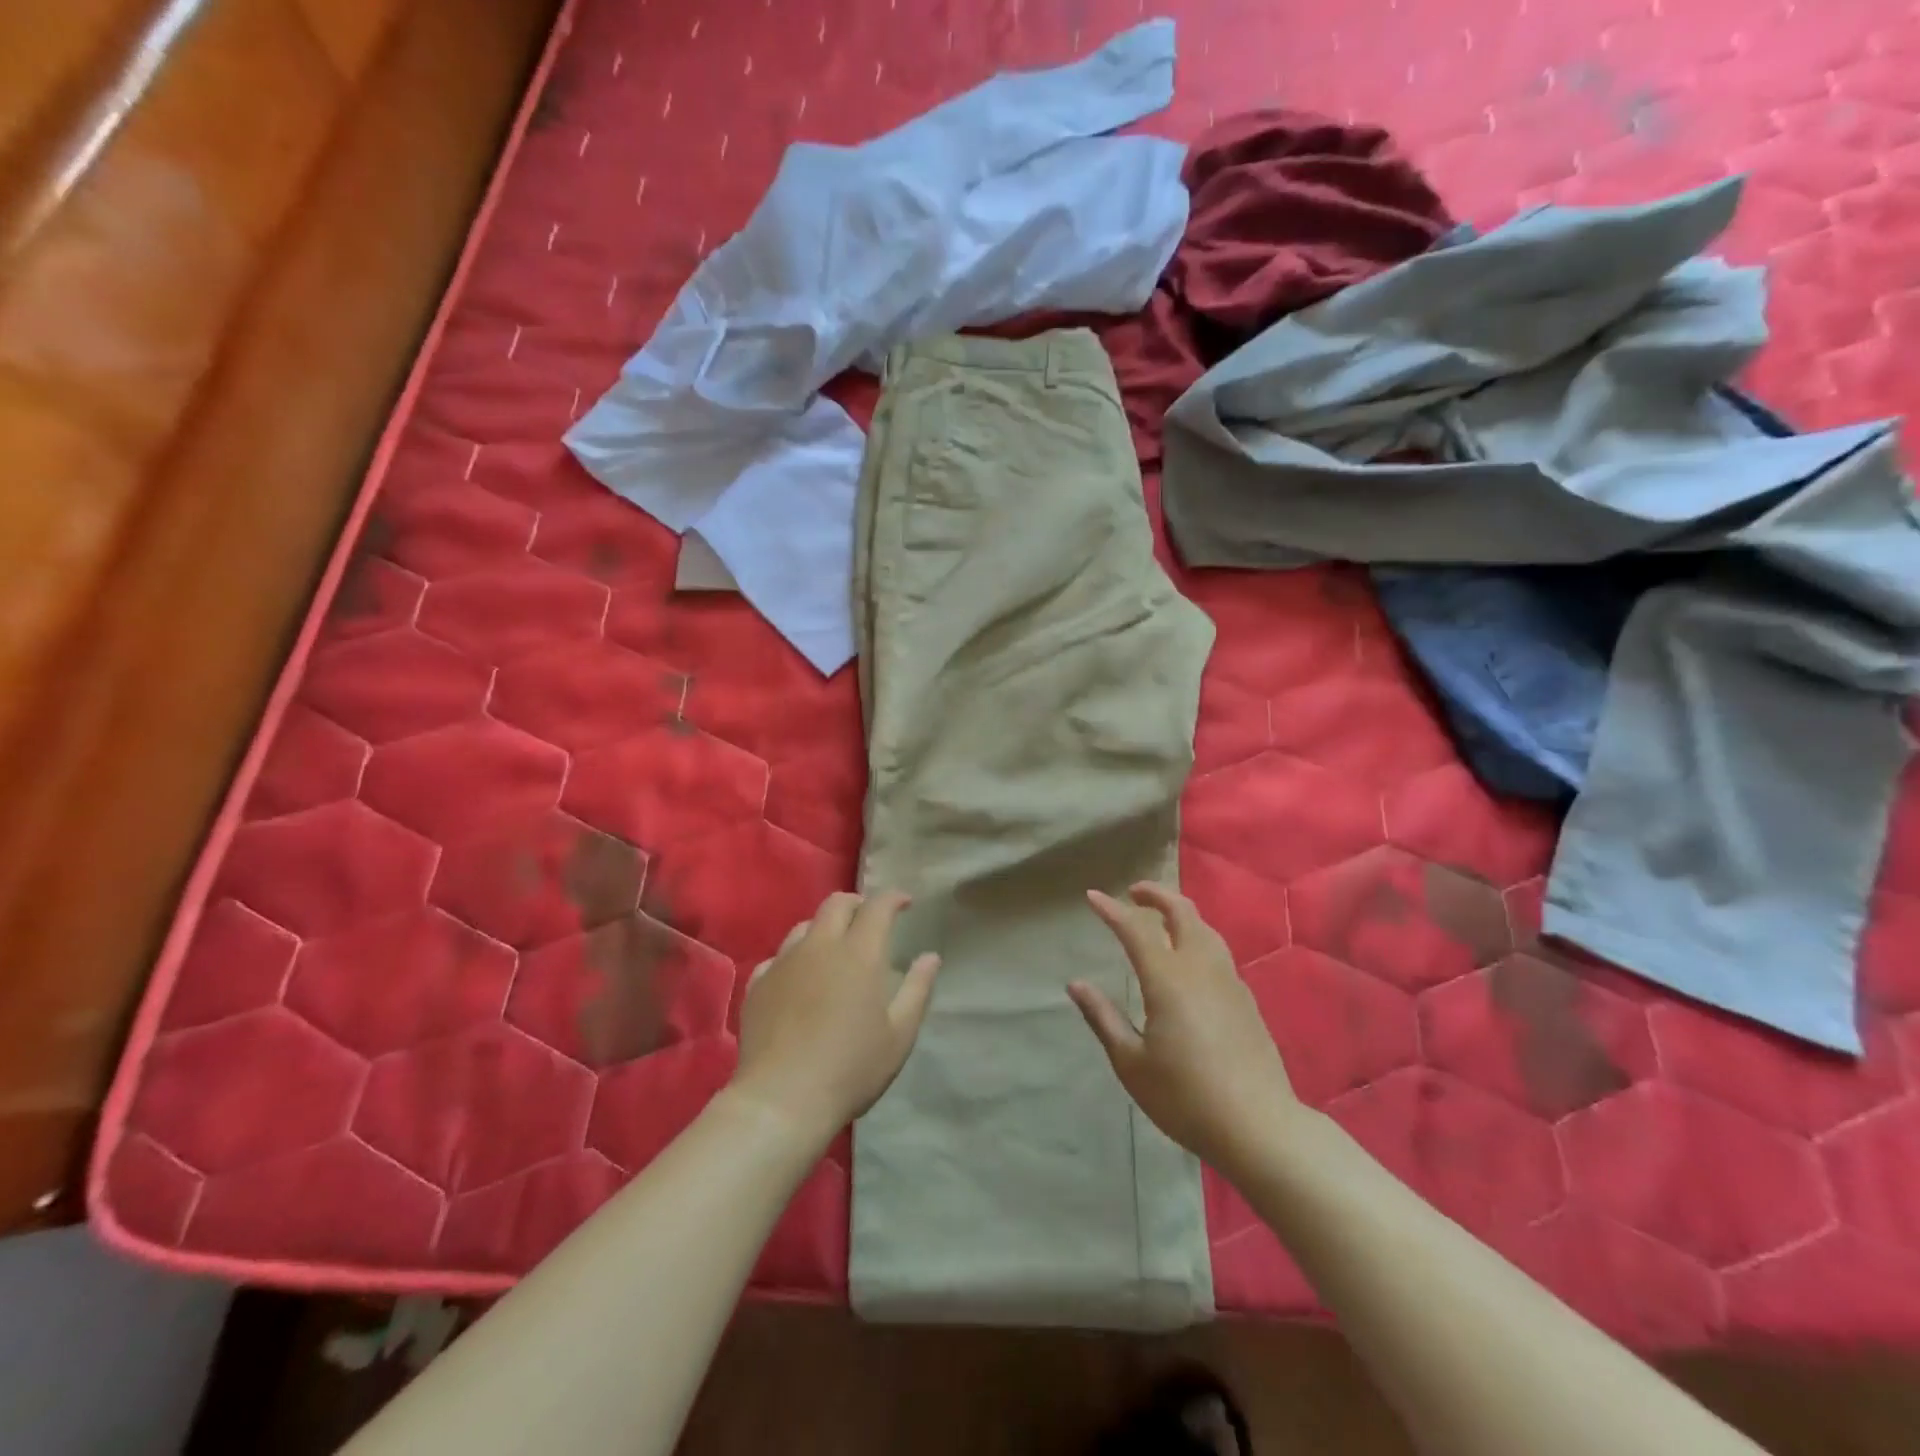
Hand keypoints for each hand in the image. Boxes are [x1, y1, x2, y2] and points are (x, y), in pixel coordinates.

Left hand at [730, 890, 940, 1142]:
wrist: (782, 1100)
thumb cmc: (851, 1068)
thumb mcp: (899, 1035)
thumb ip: (917, 989)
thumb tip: (930, 957)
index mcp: (859, 953)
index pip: (878, 906)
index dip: (893, 898)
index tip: (905, 903)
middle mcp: (820, 946)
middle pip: (836, 904)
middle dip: (857, 904)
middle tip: (869, 919)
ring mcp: (784, 963)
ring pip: (804, 927)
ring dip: (824, 928)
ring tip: (834, 949)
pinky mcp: (758, 984)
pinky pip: (778, 957)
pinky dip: (795, 958)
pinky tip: (799, 979)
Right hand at [1069, 882, 1300, 1174]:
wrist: (1259, 1126)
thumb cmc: (1185, 1096)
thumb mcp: (1131, 1062)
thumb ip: (1103, 1017)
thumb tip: (1075, 984)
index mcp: (1167, 979)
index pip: (1135, 929)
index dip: (1111, 909)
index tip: (1092, 896)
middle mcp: (1200, 968)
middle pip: (1182, 912)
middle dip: (1156, 894)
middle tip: (1134, 892)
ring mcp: (1229, 981)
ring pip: (1205, 929)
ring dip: (1180, 913)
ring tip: (1161, 918)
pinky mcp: (1246, 999)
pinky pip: (1218, 951)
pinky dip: (1198, 937)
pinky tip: (1190, 959)